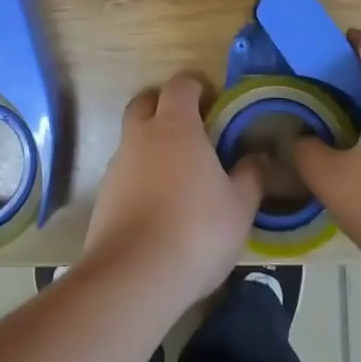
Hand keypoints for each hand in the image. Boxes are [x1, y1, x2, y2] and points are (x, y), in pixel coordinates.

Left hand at [83, 73, 264, 306]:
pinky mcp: (103, 196)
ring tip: (175, 174)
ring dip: (150, 144)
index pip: (180, 85)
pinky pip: (124, 172)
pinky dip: (139, 177)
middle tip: (190, 129)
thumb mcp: (240, 207)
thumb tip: (257, 156)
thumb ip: (250, 176)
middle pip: (146, 102)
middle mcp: (141, 135)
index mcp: (176, 125)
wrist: (133, 277)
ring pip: (132, 138)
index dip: (196, 87)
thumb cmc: (196, 231)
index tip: (213, 103)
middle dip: (165, 106)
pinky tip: (157, 205)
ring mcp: (117, 165)